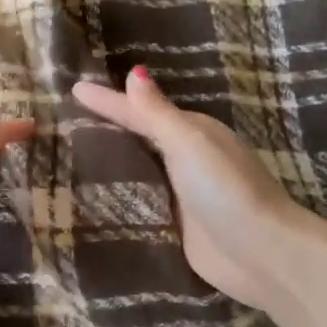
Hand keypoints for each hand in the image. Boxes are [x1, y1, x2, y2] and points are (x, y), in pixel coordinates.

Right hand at [73, 67, 326, 313]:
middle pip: (139, 138)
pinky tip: (92, 198)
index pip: (138, 112)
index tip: (73, 88)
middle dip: (108, 128)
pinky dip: (120, 196)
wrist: (263, 255)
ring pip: (139, 170)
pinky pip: (141, 203)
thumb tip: (134, 71)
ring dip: (111, 162)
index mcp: (191, 132)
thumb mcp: (189, 143)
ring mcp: (182, 194)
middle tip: (64, 120)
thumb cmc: (226, 190)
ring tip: (68, 156)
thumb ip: (157, 113)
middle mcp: (186, 159)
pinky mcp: (178, 226)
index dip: (107, 101)